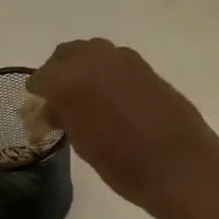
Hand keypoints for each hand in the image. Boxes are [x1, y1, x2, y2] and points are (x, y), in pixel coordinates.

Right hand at [26, 39, 218, 210]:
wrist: (180, 165)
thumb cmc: (123, 164)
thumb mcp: (82, 144)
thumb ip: (63, 117)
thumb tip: (53, 109)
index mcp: (69, 79)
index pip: (41, 78)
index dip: (38, 94)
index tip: (39, 108)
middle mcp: (94, 58)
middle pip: (66, 54)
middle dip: (59, 73)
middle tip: (60, 100)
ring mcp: (123, 58)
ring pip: (91, 53)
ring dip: (84, 69)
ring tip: (87, 99)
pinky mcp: (145, 65)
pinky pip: (115, 62)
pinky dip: (107, 73)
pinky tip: (112, 98)